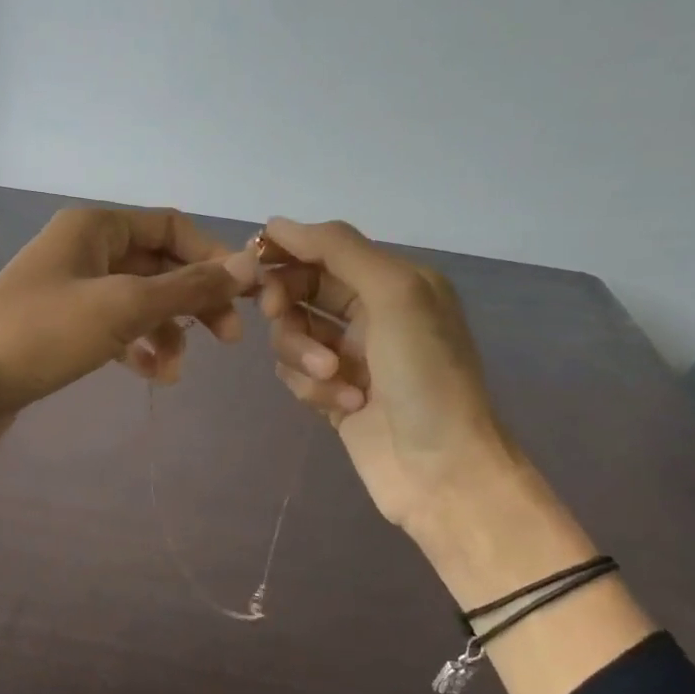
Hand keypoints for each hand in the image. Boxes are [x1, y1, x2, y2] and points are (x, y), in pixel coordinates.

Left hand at [0, 205, 252, 429]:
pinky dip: (138, 348)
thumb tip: (249, 265)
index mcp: (96, 227)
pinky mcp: (61, 328)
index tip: (244, 296)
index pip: (171, 228)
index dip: (212, 257)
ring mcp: (71, 290)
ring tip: (176, 373)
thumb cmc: (44, 332)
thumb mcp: (123, 306)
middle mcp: (84, 250)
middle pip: (158, 265)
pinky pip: (115, 328)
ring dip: (167, 332)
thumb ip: (188, 287)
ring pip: (139, 301)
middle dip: (194, 301)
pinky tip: (153, 376)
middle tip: (226, 340)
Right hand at [255, 217, 513, 534]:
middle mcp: (372, 313)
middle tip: (278, 315)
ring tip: (333, 378)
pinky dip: (312, 388)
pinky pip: (296, 375)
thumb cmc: (425, 375)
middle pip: (302, 291)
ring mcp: (352, 357)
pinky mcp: (334, 395)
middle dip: (288, 305)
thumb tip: (276, 224)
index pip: (326, 250)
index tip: (252, 262)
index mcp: (394, 282)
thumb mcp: (394, 294)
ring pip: (292, 335)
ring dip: (303, 354)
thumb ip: (337, 249)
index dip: (288, 252)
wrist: (442, 470)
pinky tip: (343, 406)